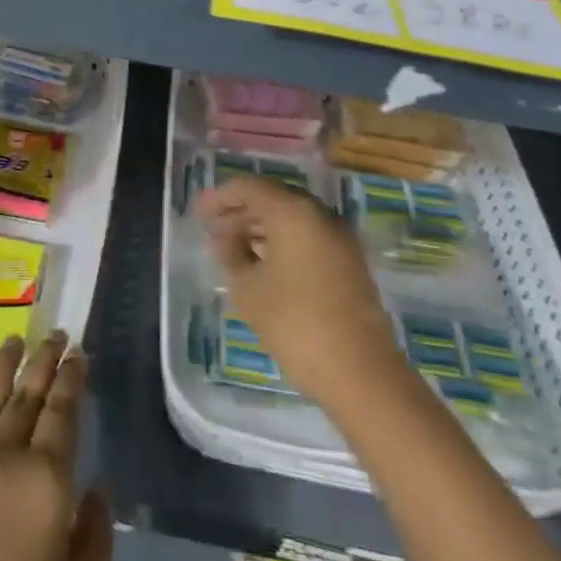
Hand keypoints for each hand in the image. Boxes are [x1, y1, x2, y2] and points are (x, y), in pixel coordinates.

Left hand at [0, 331, 113, 560]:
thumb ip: (95, 537)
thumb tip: (98, 489)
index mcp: (46, 481)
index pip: (63, 413)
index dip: (72, 380)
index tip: (78, 353)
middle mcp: (6, 454)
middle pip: (29, 395)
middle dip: (45, 361)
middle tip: (57, 334)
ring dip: (7, 365)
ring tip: (17, 338)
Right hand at [195, 174, 400, 407]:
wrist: (361, 373)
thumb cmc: (294, 323)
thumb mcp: (248, 289)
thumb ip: (230, 254)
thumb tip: (222, 238)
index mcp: (293, 212)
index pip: (250, 187)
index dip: (221, 197)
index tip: (199, 213)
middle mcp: (320, 215)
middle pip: (273, 198)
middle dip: (241, 211)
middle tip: (214, 230)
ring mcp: (340, 238)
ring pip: (293, 218)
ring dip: (261, 227)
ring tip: (233, 248)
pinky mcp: (350, 262)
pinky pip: (309, 237)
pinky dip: (283, 241)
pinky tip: (263, 264)